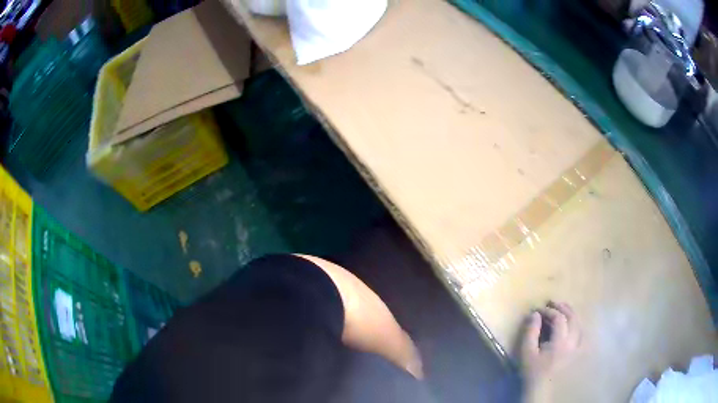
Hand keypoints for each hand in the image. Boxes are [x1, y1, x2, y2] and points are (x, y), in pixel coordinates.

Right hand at [521, 302, 580, 385]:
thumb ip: (531, 332)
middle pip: (572, 317)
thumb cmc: (533, 371)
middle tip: (552, 302)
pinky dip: (577, 325)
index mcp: (560, 341)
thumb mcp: (527, 352)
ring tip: (562, 308)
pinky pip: (582, 333)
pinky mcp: (577, 352)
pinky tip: (572, 324)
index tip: (538, 310)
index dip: (549, 311)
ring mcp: (577, 346)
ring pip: (579, 324)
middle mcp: (572, 341)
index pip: (558, 318)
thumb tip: (535, 314)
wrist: (541, 388)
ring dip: (571, 313)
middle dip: (562, 307)